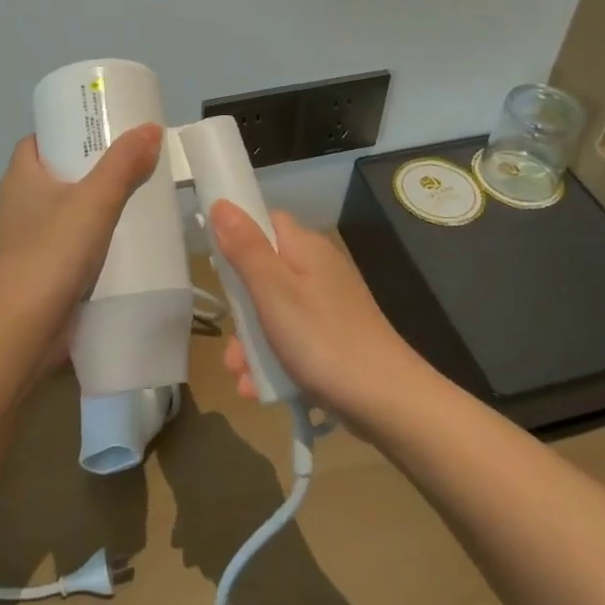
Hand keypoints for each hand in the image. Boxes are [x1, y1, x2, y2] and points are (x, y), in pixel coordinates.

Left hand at [0, 124, 164, 358]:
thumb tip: (150, 128)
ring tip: (133, 203)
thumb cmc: (51, 252)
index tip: (102, 132)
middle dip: (89, 171)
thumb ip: (123, 164)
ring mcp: (23, 242)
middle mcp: (16, 205)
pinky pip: (65, 247)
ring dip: (91, 210)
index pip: (38, 141)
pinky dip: (88, 243)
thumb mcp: (94, 200)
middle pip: (54, 175)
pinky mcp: (36, 274)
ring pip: (61, 214)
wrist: (19, 330)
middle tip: (131, 166)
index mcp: (20, 177)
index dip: (67, 132)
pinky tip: (118, 247)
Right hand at [209, 203, 429, 420]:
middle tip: (231, 340)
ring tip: (241, 375)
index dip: (239, 236)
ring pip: (274, 313)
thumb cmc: (322, 338)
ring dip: (251, 343)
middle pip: (264, 273)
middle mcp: (318, 269)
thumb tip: (222, 203)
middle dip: (240, 309)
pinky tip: (259, 387)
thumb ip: (246, 247)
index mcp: (306, 248)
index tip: (218, 265)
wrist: (386, 401)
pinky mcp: (333, 338)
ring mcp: (327, 306)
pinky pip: (291, 340)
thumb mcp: (273, 291)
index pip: (266, 222)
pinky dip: (273, 360)